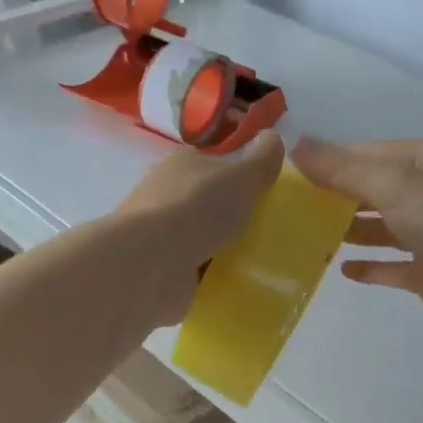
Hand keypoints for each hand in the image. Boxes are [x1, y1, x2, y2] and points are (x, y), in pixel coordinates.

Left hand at [114, 130, 285, 323]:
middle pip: (204, 204)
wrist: (149, 263)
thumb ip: (261, 161)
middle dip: (229, 217)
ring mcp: (159, 236)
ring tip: (258, 264)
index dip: (234, 175)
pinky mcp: (158, 270)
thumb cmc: (196, 209)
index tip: (261, 193)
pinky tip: (234, 286)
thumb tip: (273, 136)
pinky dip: (209, 278)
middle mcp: (164, 196)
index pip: (209, 164)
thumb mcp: (241, 178)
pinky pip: (192, 273)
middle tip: (265, 232)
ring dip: (221, 251)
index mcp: (180, 165)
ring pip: (198, 240)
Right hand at [292, 137, 422, 336]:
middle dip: (342, 195)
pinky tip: (343, 269)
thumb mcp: (394, 184)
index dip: (337, 159)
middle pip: (381, 188)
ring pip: (387, 227)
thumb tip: (296, 145)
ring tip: (312, 234)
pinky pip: (395, 265)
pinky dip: (371, 265)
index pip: (377, 152)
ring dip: (354, 229)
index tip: (296, 171)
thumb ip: (343, 168)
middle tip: (298, 205)